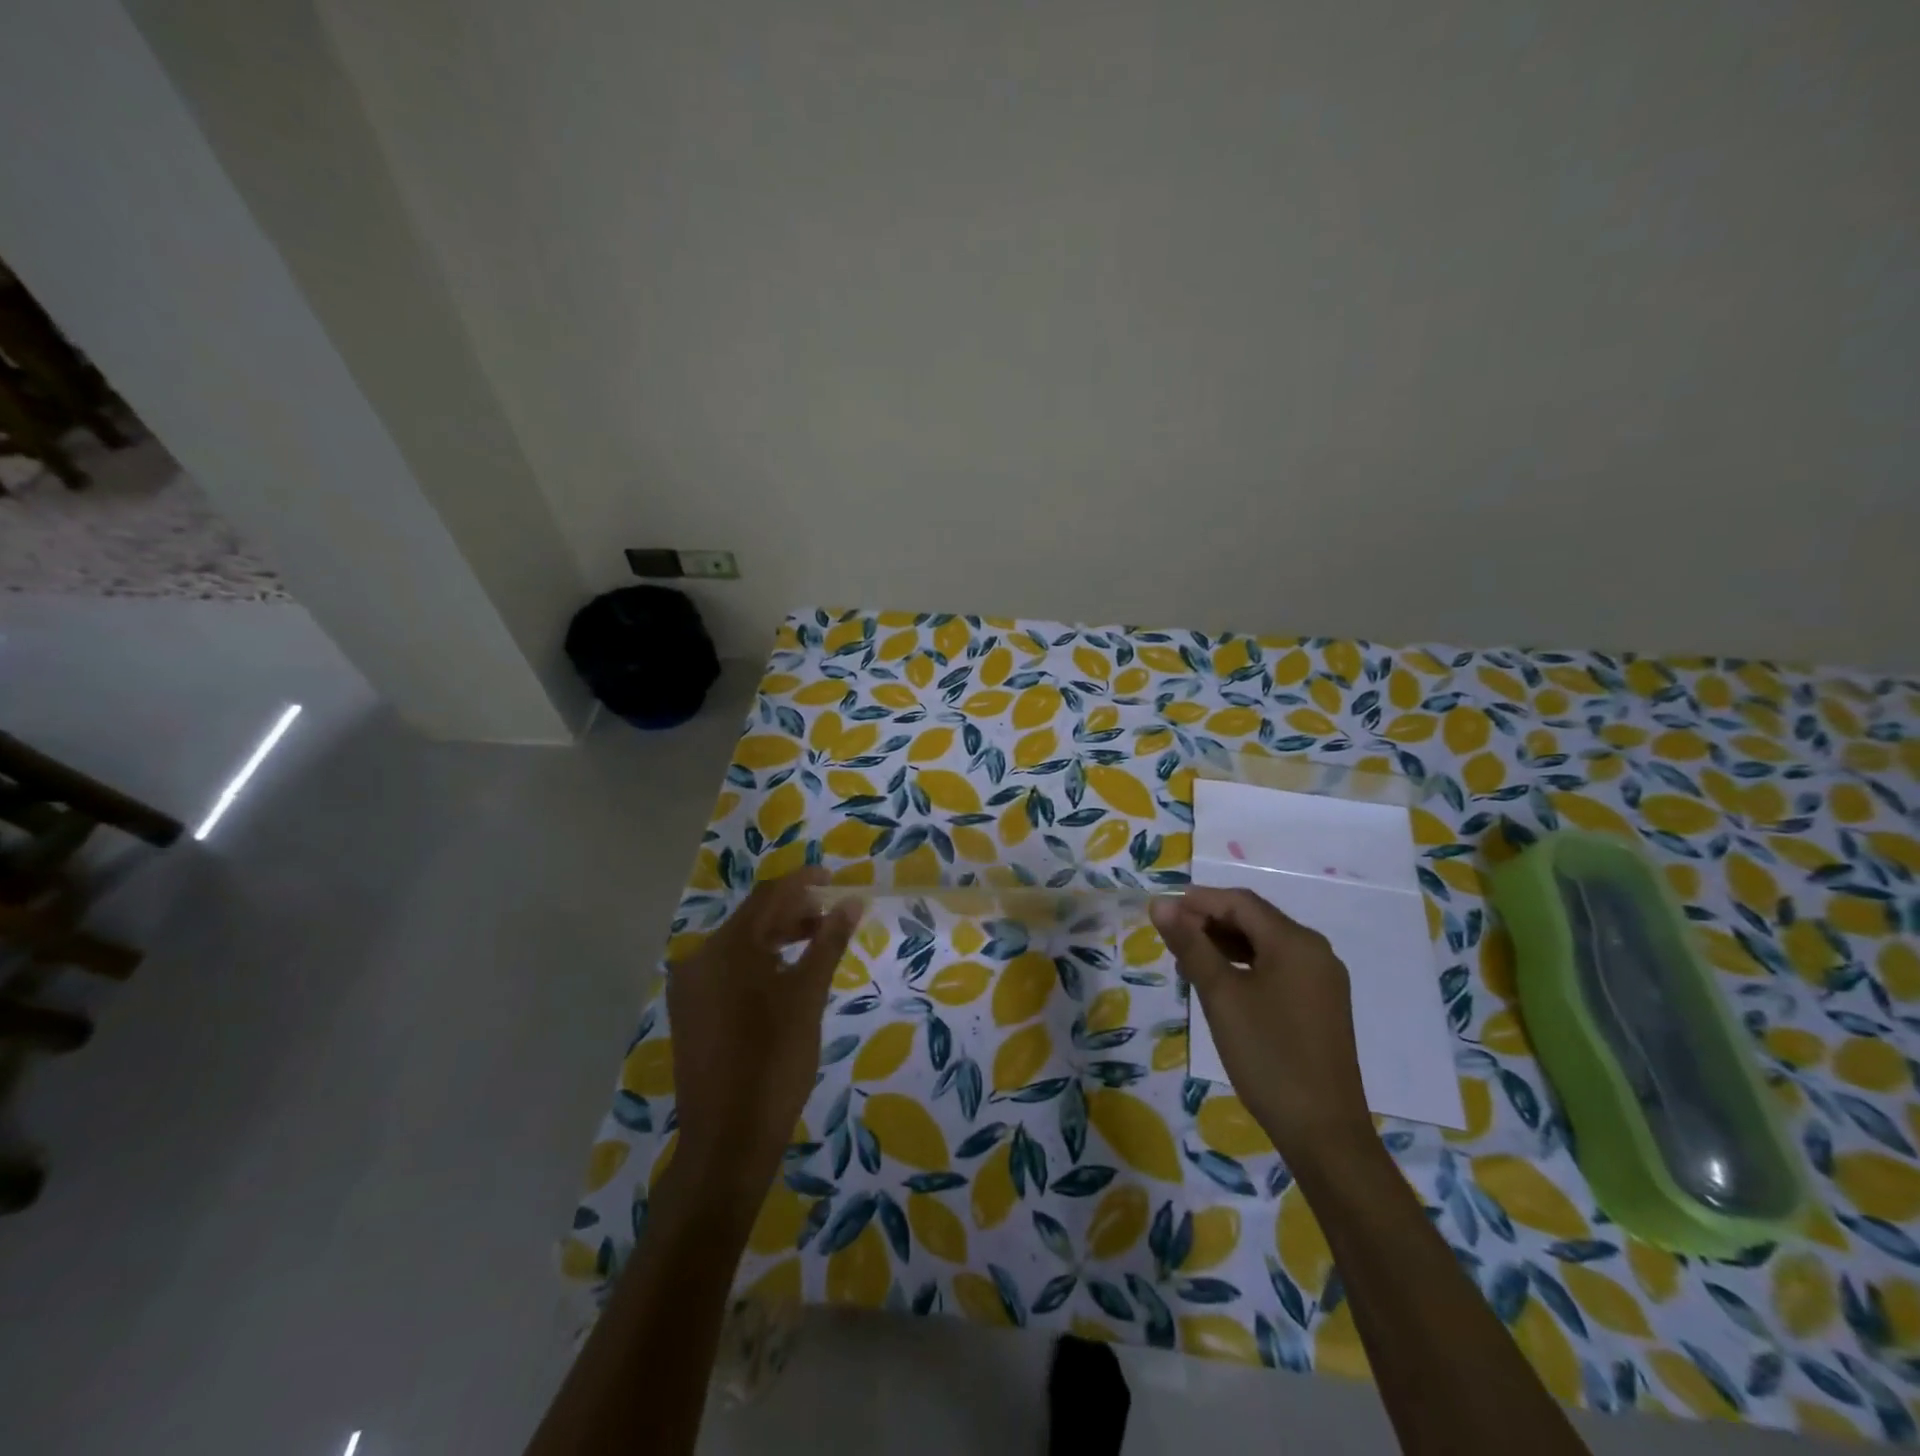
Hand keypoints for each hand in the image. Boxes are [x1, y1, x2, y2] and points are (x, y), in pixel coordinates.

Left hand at [667, 869, 860, 1206]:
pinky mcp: (690, 1012)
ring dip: (777, 938)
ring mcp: (690, 987)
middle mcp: (700, 958)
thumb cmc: (775, 1061)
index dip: (803, 882)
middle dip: (794, 912)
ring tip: (816, 944)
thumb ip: (828, 942)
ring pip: (740, 945)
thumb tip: (850, 902)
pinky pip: (728, 970)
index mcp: (727, 947)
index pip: (769, 896)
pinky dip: (758, 963)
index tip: (834, 879)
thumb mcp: (808, 996)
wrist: (728, 1139)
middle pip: (753, 918)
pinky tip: (784, 976)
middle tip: (832, 918)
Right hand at [1150, 886, 1371, 1157]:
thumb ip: (1190, 945)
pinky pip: (1278, 968)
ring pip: (1266, 945)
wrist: (1323, 1131)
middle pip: (1255, 920)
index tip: (1162, 912)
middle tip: (1170, 938)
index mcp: (1295, 942)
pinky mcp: (1322, 1005)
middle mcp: (1315, 952)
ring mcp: (1322, 980)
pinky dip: (1245, 966)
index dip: (1198, 901)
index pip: (1240, 902)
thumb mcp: (1220, 995)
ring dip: (1225, 945)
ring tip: (1187, 961)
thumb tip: (1161, 905)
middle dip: (1210, 922)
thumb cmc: (1267, 1054)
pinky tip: (1221, 985)